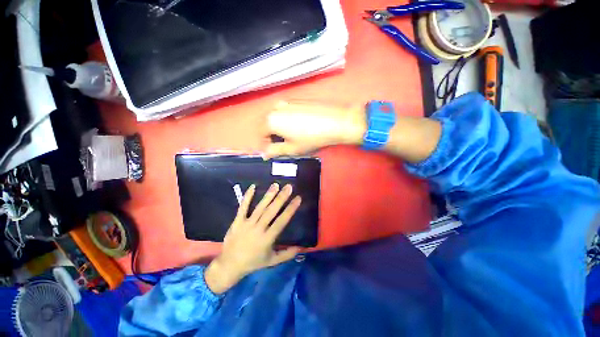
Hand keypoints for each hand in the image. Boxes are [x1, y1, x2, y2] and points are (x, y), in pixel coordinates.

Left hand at [204, 183, 301, 293]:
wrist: (230, 265)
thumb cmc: (253, 262)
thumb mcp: (272, 261)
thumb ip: (287, 254)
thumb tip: (301, 248)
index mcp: (267, 239)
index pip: (281, 221)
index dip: (290, 209)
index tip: (298, 198)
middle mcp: (258, 229)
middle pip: (271, 211)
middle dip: (281, 198)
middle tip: (288, 187)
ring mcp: (246, 224)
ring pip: (259, 207)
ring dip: (268, 196)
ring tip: (276, 185)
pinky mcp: (237, 221)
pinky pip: (243, 207)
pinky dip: (247, 197)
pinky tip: (253, 186)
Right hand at [263, 101, 366, 158]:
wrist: (336, 122)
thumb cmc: (311, 138)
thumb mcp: (291, 149)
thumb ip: (274, 151)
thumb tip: (264, 154)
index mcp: (271, 120)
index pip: (261, 134)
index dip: (266, 144)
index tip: (275, 151)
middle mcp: (276, 107)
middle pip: (268, 124)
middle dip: (273, 135)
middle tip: (286, 144)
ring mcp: (288, 101)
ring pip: (278, 117)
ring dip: (281, 127)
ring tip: (295, 136)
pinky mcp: (298, 100)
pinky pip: (287, 112)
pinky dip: (289, 120)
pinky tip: (302, 126)